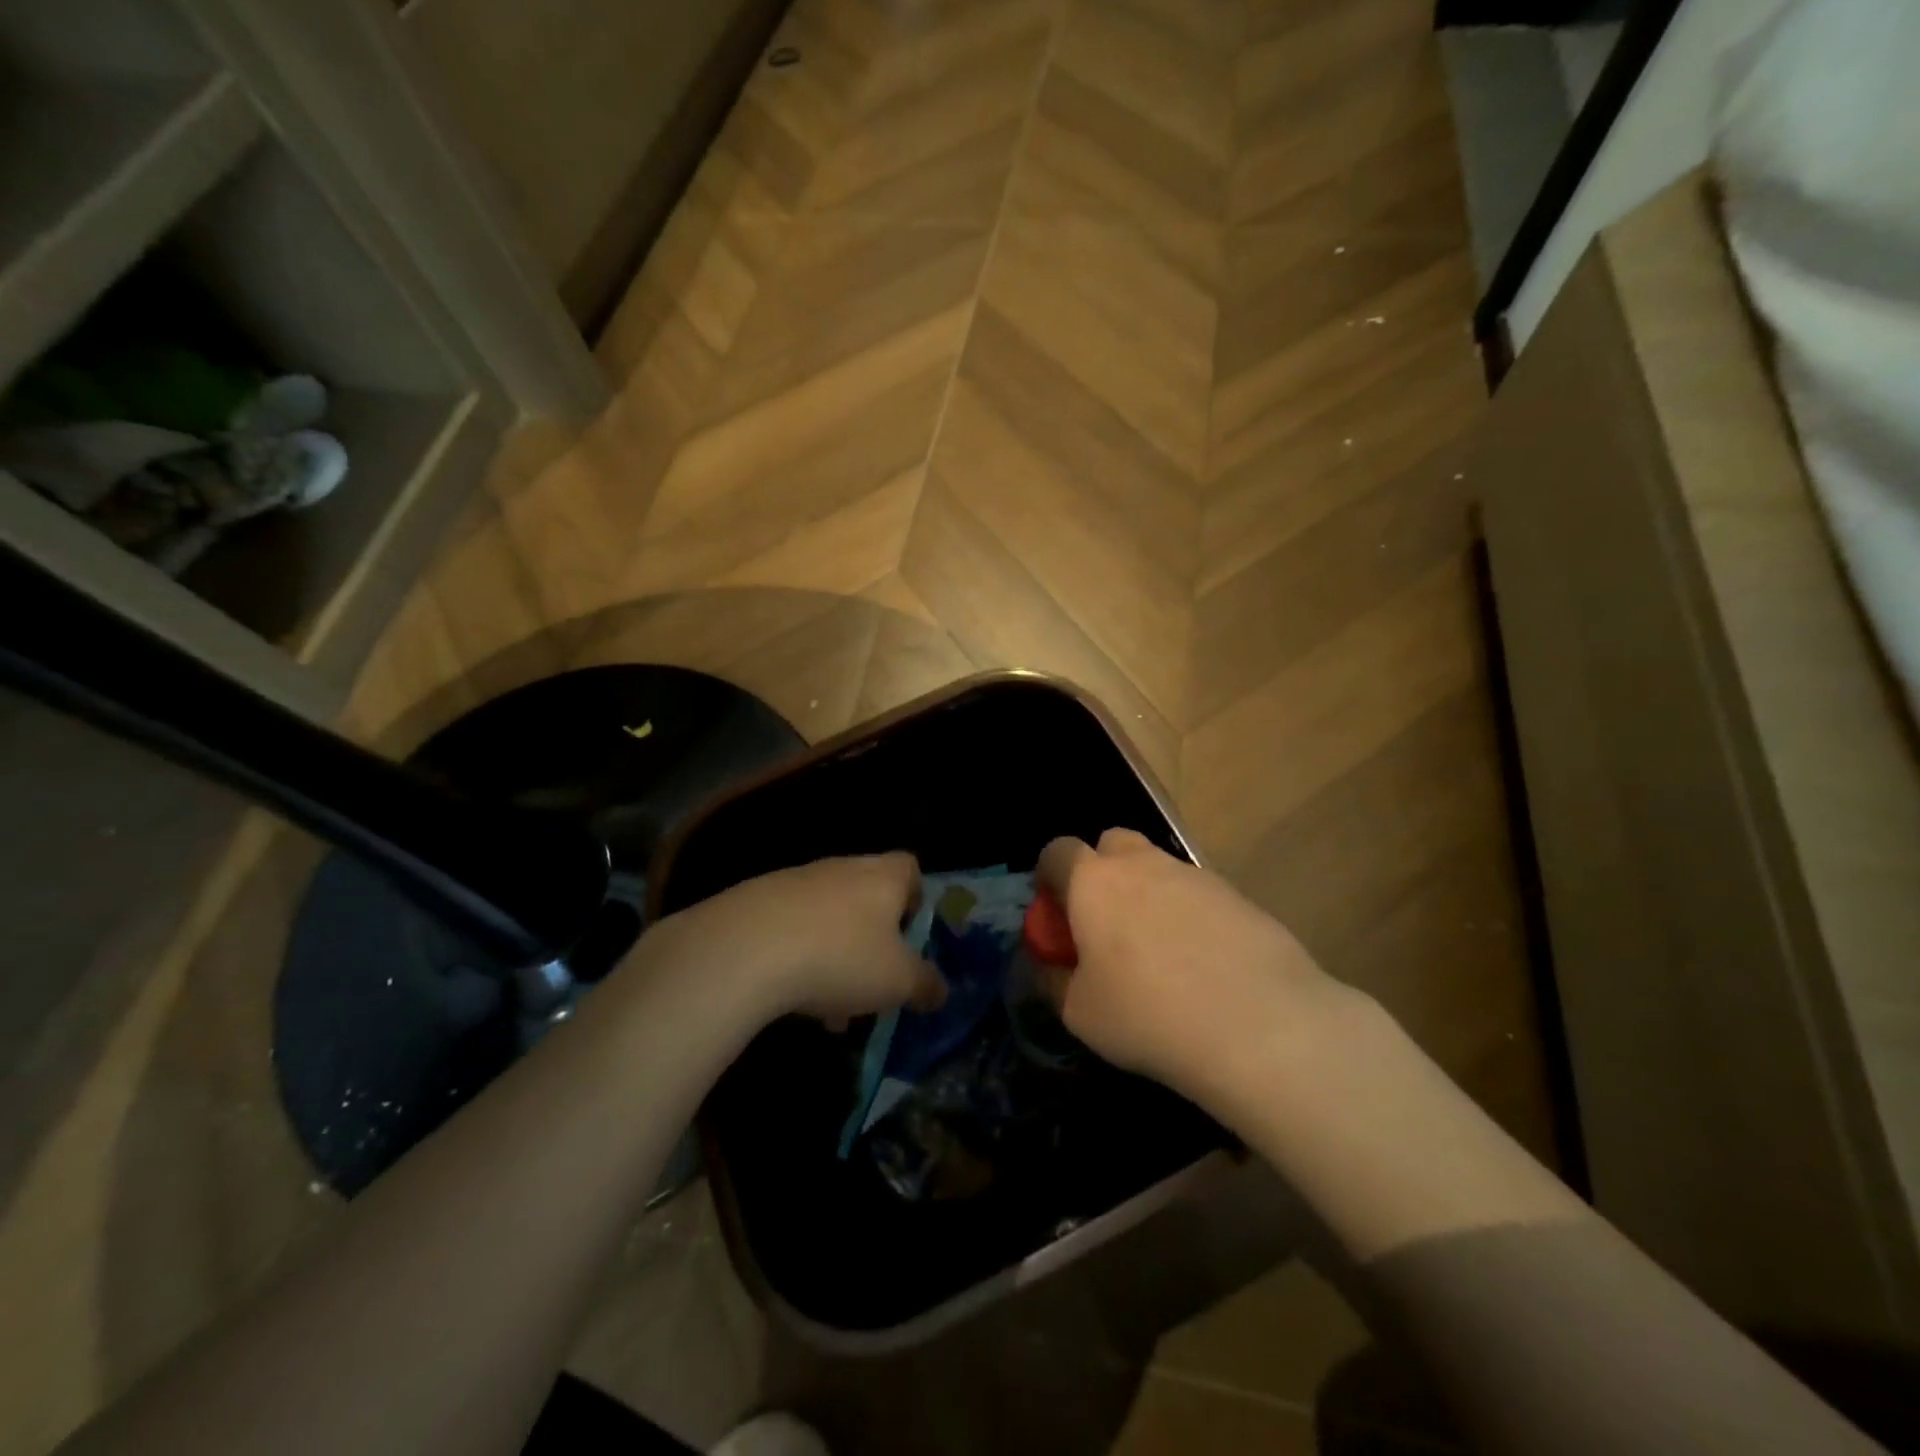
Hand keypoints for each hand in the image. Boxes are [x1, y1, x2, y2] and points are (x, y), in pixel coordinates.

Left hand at [648, 853, 945, 1026]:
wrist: (745, 948)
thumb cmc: (841, 957)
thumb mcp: (897, 981)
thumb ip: (925, 984)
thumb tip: (940, 990)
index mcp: (883, 877)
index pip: (910, 868)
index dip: (915, 898)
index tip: (910, 935)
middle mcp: (842, 868)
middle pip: (866, 895)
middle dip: (871, 938)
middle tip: (871, 982)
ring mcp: (796, 880)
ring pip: (827, 916)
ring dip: (833, 953)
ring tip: (827, 1006)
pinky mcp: (756, 899)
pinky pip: (789, 926)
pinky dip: (795, 955)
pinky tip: (788, 995)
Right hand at [1035, 829, 1355, 1106]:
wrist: (1258, 1024)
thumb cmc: (1148, 1014)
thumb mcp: (1079, 1013)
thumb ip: (1056, 980)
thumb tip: (1054, 967)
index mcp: (1093, 881)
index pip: (1057, 851)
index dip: (1050, 878)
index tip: (1057, 916)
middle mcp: (1142, 864)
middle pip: (1112, 843)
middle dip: (1102, 871)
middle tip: (1106, 923)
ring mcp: (1195, 875)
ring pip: (1159, 868)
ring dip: (1149, 894)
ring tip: (1160, 953)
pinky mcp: (1238, 896)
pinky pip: (1199, 895)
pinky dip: (1191, 917)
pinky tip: (1204, 964)